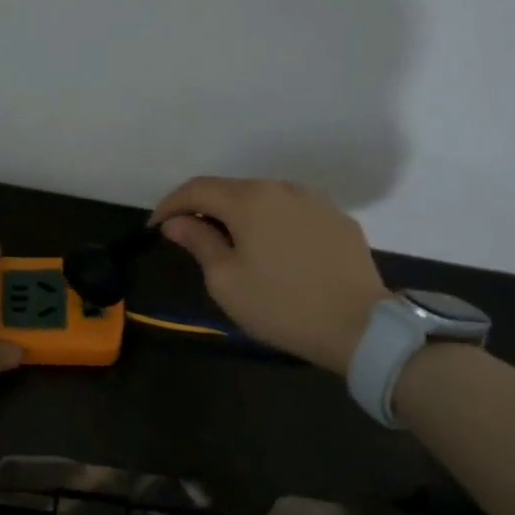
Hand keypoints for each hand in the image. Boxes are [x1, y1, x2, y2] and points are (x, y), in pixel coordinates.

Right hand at [150, 177, 388, 373]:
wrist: (360, 326)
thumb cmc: (281, 305)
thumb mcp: (225, 280)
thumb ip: (198, 242)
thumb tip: (176, 222)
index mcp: (249, 200)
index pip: (196, 189)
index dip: (169, 205)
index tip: (155, 228)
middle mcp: (282, 188)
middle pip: (230, 189)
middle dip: (204, 209)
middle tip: (188, 237)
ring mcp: (315, 201)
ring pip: (264, 199)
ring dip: (239, 215)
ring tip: (231, 245)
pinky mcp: (338, 220)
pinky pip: (292, 213)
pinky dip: (272, 224)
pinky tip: (273, 251)